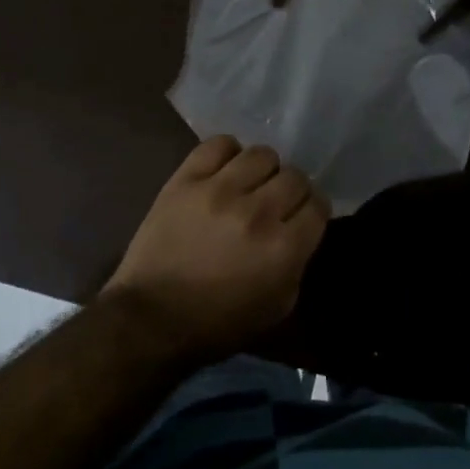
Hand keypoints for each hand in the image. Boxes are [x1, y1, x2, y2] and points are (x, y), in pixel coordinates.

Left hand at [102, 137, 328, 361]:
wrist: (151, 318)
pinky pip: (218, 145)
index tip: (303, 216)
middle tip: (277, 203)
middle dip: (292, 190)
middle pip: (294, 176)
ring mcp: (219, 190)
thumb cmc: (218, 323)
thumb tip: (299, 229)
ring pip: (261, 154)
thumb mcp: (277, 307)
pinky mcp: (186, 179)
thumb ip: (297, 263)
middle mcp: (257, 212)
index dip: (314, 210)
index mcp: (282, 249)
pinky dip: (227, 154)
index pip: (318, 205)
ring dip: (262, 170)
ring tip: (250, 184)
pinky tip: (224, 171)